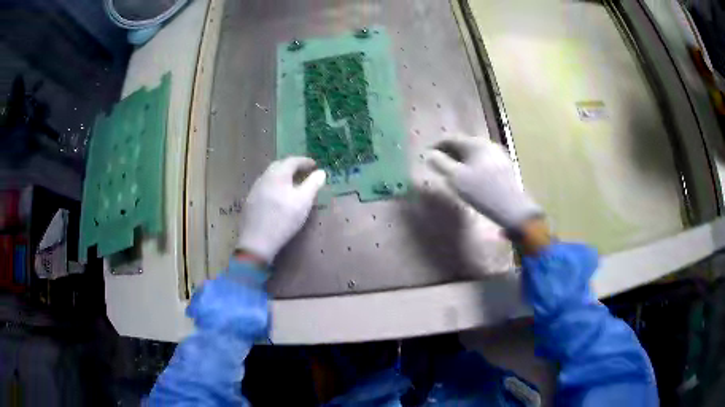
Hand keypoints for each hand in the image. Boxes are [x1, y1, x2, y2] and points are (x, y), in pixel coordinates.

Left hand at [237, 157, 325, 263]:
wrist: (257, 241)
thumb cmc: (283, 220)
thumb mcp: (303, 202)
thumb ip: (313, 184)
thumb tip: (321, 172)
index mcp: (277, 175)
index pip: (292, 161)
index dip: (305, 161)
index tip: (315, 165)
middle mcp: (264, 177)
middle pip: (279, 166)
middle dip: (293, 166)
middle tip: (304, 172)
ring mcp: (255, 189)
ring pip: (270, 176)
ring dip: (283, 176)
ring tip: (293, 184)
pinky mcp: (250, 201)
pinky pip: (265, 186)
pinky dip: (275, 186)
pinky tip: (278, 196)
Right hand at [427, 135, 541, 231]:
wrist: (513, 209)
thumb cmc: (482, 191)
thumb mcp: (456, 178)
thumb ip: (441, 164)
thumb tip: (430, 155)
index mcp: (475, 143)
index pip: (450, 138)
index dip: (436, 145)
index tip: (427, 155)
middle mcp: (487, 144)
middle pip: (463, 144)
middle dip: (449, 152)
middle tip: (438, 164)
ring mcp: (498, 155)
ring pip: (474, 153)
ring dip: (460, 159)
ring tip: (452, 172)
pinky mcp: (504, 166)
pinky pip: (482, 160)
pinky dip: (472, 165)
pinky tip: (470, 177)